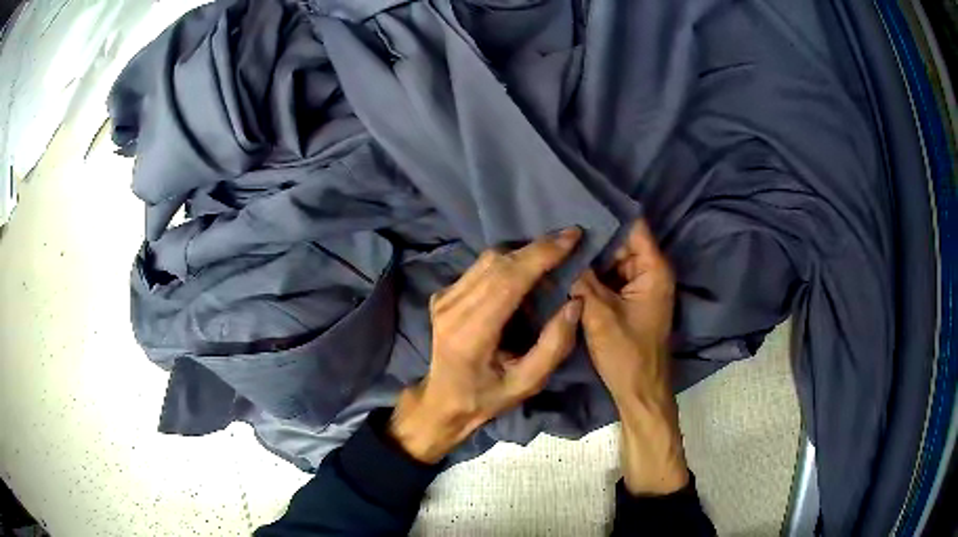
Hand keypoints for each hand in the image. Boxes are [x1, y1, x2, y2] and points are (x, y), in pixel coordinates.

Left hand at [390, 228, 583, 462]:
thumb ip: (553, 346)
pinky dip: (507, 263)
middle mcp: (452, 308)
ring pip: (488, 260)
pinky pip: (479, 267)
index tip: (572, 237)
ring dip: (523, 253)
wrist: (441, 400)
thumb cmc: (486, 397)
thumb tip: (574, 302)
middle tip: (570, 239)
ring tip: (553, 254)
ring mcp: (443, 298)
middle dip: (537, 247)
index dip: (541, 255)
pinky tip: (526, 270)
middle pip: (497, 263)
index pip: (507, 280)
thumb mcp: (527, 384)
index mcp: (470, 333)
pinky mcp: (442, 294)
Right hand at [571, 220, 687, 494]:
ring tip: (557, 242)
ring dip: (590, 255)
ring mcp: (638, 285)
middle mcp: (649, 271)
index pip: (633, 225)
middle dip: (592, 234)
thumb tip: (563, 252)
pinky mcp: (628, 299)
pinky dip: (592, 273)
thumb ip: (582, 280)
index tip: (577, 199)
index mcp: (652, 269)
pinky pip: (609, 276)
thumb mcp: (600, 315)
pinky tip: (567, 267)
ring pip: (612, 259)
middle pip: (620, 240)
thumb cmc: (627, 354)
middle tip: (558, 224)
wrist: (638, 391)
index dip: (607, 211)